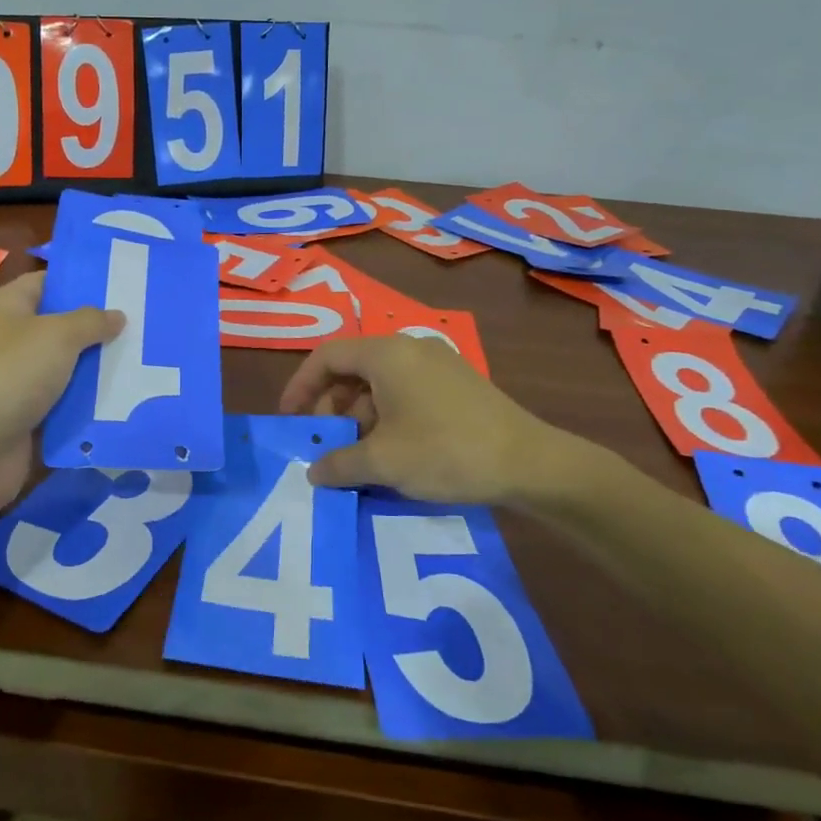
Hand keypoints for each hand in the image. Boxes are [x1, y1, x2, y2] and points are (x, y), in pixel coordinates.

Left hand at [0, 272, 121, 514]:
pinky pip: (66, 398)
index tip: (121, 284)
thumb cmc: (15, 375)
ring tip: (142, 357)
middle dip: (98, 326)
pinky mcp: (29, 411)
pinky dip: (89, 398)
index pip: (47, 282)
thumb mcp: (59, 335)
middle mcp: (10, 338)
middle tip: (141, 321)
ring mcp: (19, 377)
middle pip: (61, 324)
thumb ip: (92, 321)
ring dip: (98, 365)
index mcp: (7, 308)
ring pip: (68, 364)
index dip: (81, 281)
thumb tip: (116, 316)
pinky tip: (126, 394)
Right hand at [279, 334, 592, 507]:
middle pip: (352, 368)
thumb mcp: (383, 462)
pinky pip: (405, 391)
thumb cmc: (446, 452)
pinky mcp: (457, 384)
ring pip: (380, 382)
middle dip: (331, 406)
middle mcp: (410, 348)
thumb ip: (338, 463)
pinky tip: (393, 452)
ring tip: (359, 456)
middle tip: (326, 444)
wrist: (530, 463)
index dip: (300, 387)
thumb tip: (313, 472)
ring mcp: (437, 364)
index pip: (326, 356)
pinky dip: (387, 416)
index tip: (290, 420)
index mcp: (386, 354)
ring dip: (359, 416)